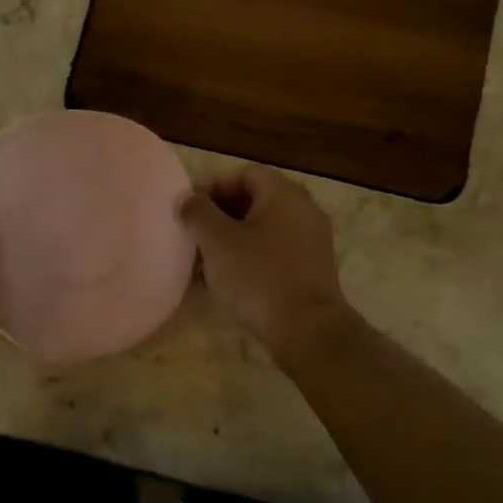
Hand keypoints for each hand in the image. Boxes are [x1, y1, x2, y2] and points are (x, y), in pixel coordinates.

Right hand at [180, 166, 350, 356]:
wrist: (307, 329)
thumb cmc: (258, 276)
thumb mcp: (217, 241)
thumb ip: (198, 212)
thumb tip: (188, 199)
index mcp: (284, 194)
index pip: (244, 173)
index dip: (213, 187)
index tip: (191, 211)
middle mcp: (305, 209)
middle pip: (257, 200)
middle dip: (222, 215)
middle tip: (196, 236)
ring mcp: (313, 240)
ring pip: (266, 228)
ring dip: (235, 238)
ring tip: (209, 261)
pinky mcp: (314, 269)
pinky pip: (278, 251)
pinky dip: (254, 257)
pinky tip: (233, 280)